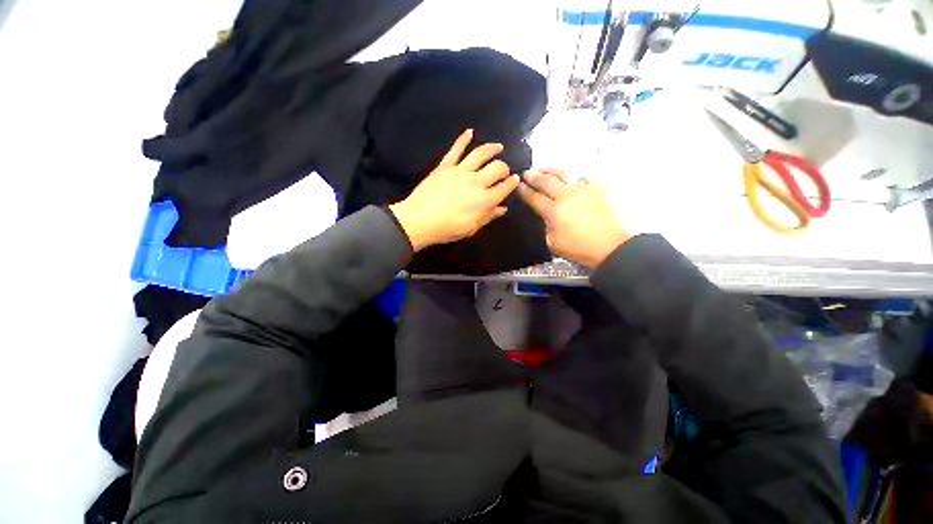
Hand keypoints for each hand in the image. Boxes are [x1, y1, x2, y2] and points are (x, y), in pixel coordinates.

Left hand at [389, 129, 518, 250]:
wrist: (419, 220)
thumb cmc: (447, 229)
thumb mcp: (472, 228)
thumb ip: (488, 217)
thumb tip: (503, 208)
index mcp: (485, 200)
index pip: (505, 187)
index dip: (512, 183)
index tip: (515, 180)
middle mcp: (476, 182)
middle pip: (497, 168)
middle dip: (504, 168)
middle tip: (504, 170)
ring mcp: (460, 171)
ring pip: (480, 154)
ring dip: (492, 148)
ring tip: (498, 146)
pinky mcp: (445, 166)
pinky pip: (456, 149)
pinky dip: (463, 139)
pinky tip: (470, 131)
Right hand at [519, 168, 631, 268]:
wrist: (610, 246)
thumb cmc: (579, 248)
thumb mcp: (553, 243)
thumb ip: (546, 226)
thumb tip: (547, 216)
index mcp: (554, 211)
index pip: (534, 198)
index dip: (525, 191)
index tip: (519, 186)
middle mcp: (566, 196)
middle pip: (546, 181)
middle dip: (533, 176)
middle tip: (526, 173)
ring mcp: (582, 189)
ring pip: (563, 173)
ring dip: (550, 170)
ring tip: (544, 169)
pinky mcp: (596, 188)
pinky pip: (582, 176)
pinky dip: (573, 176)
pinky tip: (570, 178)